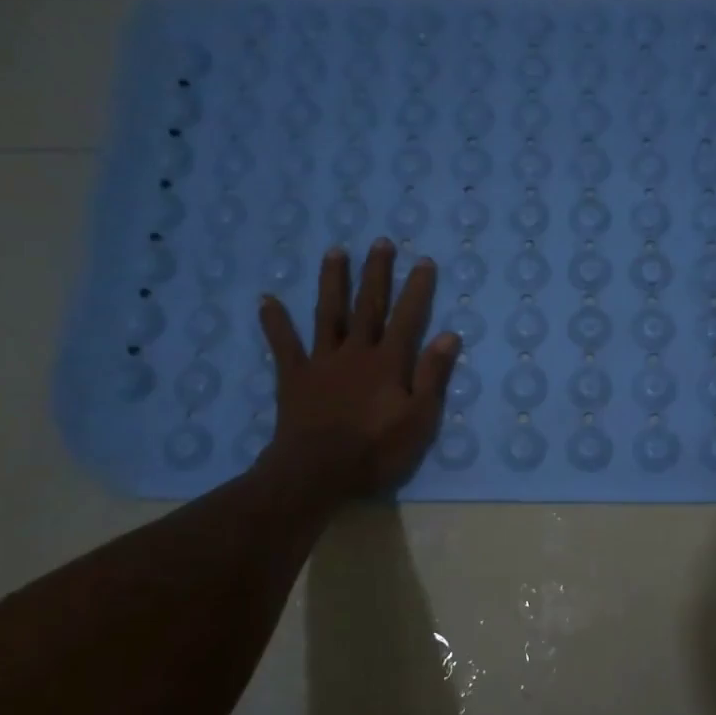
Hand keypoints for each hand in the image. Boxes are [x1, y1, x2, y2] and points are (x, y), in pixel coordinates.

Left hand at [255, 242, 460, 502]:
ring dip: (333, 282)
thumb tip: (448, 335)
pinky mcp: (294, 376)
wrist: (318, 472)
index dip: (417, 289)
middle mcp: (356, 351)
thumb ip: (433, 376)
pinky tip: (267, 300)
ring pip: (329, 313)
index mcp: (389, 362)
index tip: (424, 261)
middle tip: (380, 242)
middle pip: (368, 305)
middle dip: (376, 273)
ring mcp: (322, 361)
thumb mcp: (419, 419)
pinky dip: (275, 322)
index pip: (407, 318)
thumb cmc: (376, 450)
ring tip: (335, 251)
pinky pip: (283, 344)